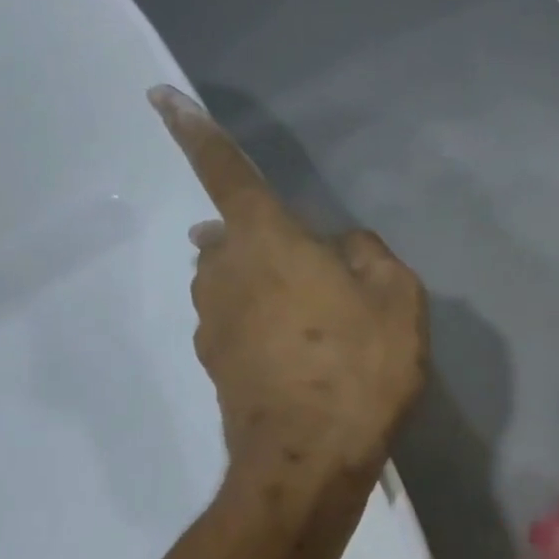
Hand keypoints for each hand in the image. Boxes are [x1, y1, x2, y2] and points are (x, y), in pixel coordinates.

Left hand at [150, 86, 427, 478]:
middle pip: (230, 237)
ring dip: (262, 289)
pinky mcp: (216, 370)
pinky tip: (300, 361)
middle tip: (306, 268)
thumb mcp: (397, 299)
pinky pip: (239, 329)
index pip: (227, 172)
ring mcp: (213, 325)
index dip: (196, 132)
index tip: (160, 98)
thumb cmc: (358, 367)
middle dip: (259, 239)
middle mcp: (223, 273)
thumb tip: (343, 247)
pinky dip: (263, 332)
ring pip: (232, 286)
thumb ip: (369, 255)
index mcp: (265, 239)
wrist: (309, 460)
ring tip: (310, 322)